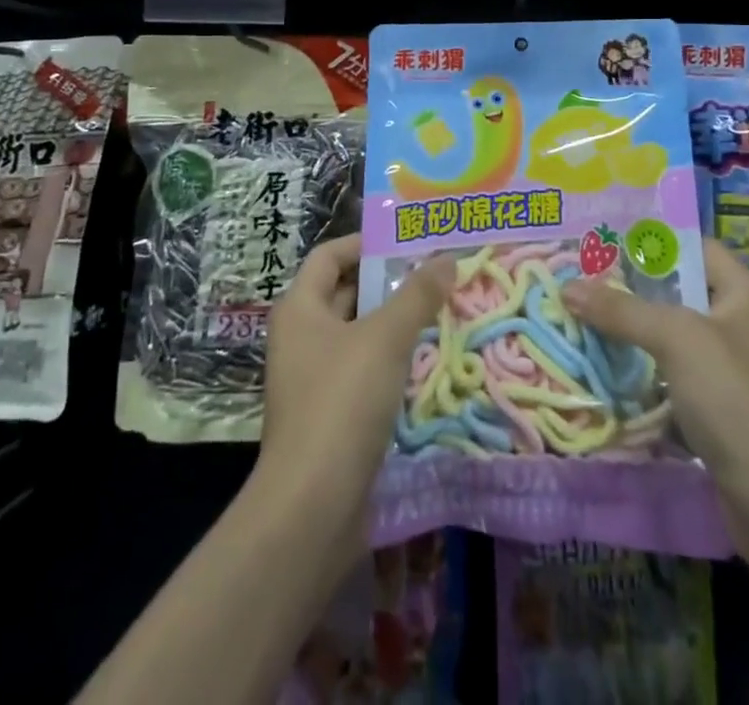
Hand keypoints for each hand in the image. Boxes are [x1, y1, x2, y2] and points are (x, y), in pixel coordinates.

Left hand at [260, 234, 455, 514]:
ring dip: (395, 321)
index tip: (409, 241)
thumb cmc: (342, 402)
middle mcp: (301, 337)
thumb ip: (418, 295)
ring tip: (441, 309)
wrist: (312, 507)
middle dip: (388, 281)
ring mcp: (314, 378)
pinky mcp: (330, 415)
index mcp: (300, 308)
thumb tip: (448, 258)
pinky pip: (364, 370)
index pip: (330, 255)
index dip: (366, 242)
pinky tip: (427, 359)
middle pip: (346, 292)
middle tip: (436, 272)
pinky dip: (392, 359)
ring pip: (359, 334)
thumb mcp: (385, 338)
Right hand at [561, 237, 748, 489]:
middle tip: (581, 281)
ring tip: (583, 319)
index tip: (603, 244)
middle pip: (679, 293)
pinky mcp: (720, 411)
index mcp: (744, 294)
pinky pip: (673, 377)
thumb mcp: (676, 339)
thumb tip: (567, 288)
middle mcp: (740, 324)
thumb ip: (622, 310)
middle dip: (631, 289)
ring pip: (672, 337)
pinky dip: (643, 373)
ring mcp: (731, 370)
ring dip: (633, 333)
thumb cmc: (735, 398)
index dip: (651, 243)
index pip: (694, 248)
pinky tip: (607, 371)